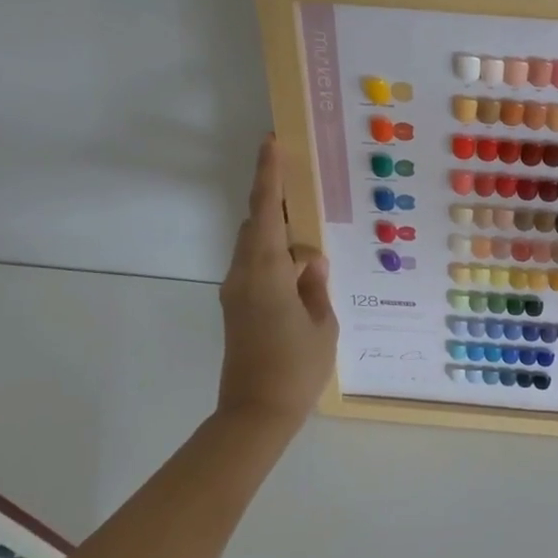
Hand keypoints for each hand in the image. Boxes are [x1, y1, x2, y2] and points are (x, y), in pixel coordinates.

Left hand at [215, 136, 338, 426]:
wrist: (254, 415)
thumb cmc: (296, 368)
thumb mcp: (322, 323)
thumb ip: (316, 284)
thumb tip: (311, 260)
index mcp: (266, 272)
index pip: (266, 210)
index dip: (268, 174)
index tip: (271, 142)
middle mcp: (243, 274)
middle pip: (257, 225)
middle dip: (279, 207)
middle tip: (308, 197)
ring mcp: (236, 292)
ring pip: (255, 248)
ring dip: (279, 239)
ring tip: (312, 248)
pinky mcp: (236, 308)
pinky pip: (256, 269)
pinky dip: (276, 261)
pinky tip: (302, 276)